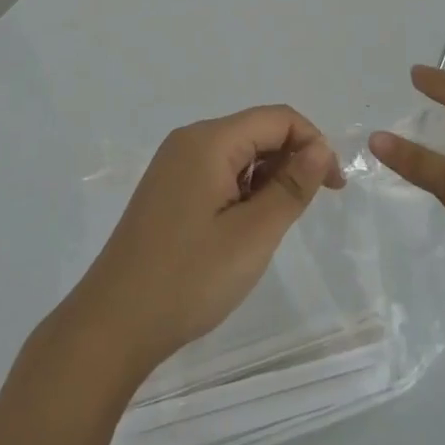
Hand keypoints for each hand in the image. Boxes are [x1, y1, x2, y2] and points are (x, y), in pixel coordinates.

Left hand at [56, 106, 343, 378]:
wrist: (111, 326)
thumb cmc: (189, 278)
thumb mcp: (254, 234)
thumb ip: (292, 185)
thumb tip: (320, 147)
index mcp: (208, 140)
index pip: (278, 118)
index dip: (313, 143)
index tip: (333, 188)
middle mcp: (189, 141)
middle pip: (257, 131)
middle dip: (290, 161)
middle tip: (302, 212)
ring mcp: (173, 166)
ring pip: (238, 154)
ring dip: (266, 180)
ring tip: (268, 228)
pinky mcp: (167, 191)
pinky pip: (217, 173)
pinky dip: (242, 192)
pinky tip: (241, 230)